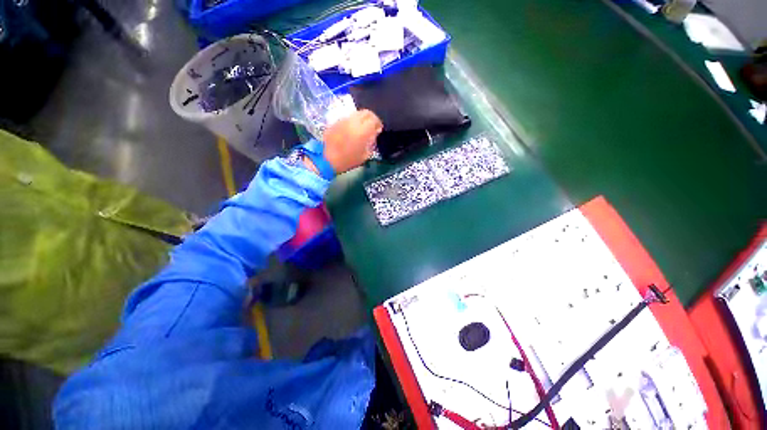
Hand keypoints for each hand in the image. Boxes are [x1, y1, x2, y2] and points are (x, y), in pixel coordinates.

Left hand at [321, 109, 382, 173]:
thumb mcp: (365, 155)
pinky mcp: (336, 121)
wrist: (326, 159)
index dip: (378, 123)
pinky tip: (352, 129)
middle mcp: (353, 122)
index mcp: (362, 131)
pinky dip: (353, 121)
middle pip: (366, 112)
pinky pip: (348, 117)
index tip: (379, 129)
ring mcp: (343, 120)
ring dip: (362, 118)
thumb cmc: (348, 160)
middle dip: (371, 118)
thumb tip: (374, 134)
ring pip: (356, 113)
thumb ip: (371, 142)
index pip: (374, 119)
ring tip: (362, 127)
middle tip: (372, 126)